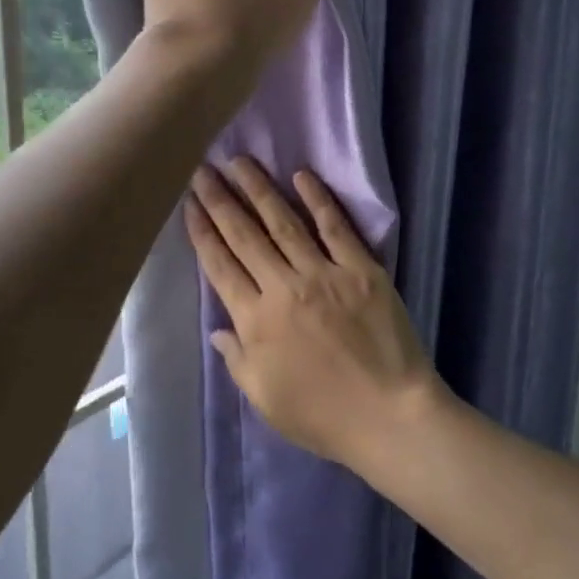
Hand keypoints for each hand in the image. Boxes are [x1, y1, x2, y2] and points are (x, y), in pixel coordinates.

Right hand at [184, 158, 439, 467]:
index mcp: (256, 321)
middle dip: (220, 200)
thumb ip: (237, 359)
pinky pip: (335, 227)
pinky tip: (301, 176)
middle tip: (203, 169)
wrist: (389, 416)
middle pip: (244, 236)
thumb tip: (218, 329)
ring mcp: (324, 274)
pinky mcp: (361, 269)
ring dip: (258, 190)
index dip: (202, 232)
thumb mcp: (264, 399)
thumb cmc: (323, 416)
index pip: (221, 266)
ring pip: (283, 222)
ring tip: (240, 162)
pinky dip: (318, 199)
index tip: (189, 204)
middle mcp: (283, 288)